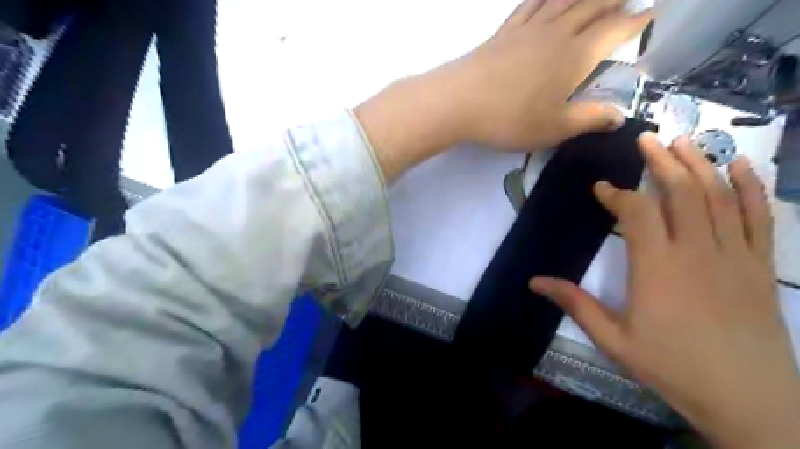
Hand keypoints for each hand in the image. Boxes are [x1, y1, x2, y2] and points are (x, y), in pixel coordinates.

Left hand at [355, 1, 648, 182]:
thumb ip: (588, 120)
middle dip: (615, 1)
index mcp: (575, 56)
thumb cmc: (509, 119)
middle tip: (626, 3)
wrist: (459, 102)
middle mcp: (556, 33)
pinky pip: (531, 2)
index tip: (652, 15)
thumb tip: (619, 116)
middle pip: (593, 6)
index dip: (637, 21)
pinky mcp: (505, 31)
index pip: (616, 29)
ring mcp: (528, 28)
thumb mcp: (554, 128)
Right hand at [529, 134, 799, 447]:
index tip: (602, 186)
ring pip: (718, 196)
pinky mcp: (758, 265)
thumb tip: (535, 282)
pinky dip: (750, 187)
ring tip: (683, 140)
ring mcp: (733, 255)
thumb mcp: (613, 338)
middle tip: (646, 138)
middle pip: (680, 192)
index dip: (617, 195)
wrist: (748, 399)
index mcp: (657, 268)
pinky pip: (757, 217)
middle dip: (661, 161)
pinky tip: (740, 165)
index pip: (637, 213)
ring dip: (700, 163)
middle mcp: (696, 251)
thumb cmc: (672, 366)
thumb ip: (575, 304)